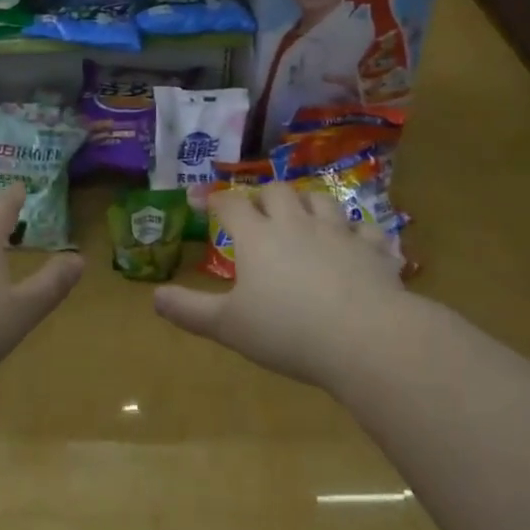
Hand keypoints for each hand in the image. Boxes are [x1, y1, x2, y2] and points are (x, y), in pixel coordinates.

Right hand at [153, 180, 405, 387]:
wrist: (365, 338)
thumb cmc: (287, 331)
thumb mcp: (228, 326)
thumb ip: (190, 310)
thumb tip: (155, 297)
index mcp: (258, 238)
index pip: (231, 204)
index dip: (214, 198)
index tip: (202, 199)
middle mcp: (297, 224)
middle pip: (277, 191)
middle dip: (264, 195)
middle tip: (258, 210)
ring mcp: (339, 233)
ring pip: (322, 200)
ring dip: (310, 203)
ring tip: (304, 214)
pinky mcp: (374, 250)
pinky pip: (368, 229)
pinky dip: (359, 232)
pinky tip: (358, 242)